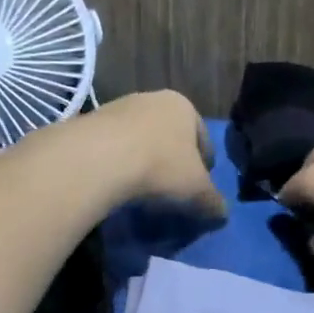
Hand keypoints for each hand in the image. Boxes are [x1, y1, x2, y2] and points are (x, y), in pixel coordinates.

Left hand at [90, 90, 226, 217]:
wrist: (98, 158)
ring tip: (142, 191)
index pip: (204, 138)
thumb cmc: (161, 166)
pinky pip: (113, 147)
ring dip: (144, 161)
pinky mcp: (90, 122)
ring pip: (140, 139)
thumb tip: (223, 213)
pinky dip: (119, 163)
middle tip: (172, 190)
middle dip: (173, 161)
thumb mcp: (197, 191)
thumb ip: (213, 201)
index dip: (205, 167)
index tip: (199, 189)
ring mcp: (118, 107)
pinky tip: (116, 185)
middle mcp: (152, 99)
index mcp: (184, 106)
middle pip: (170, 136)